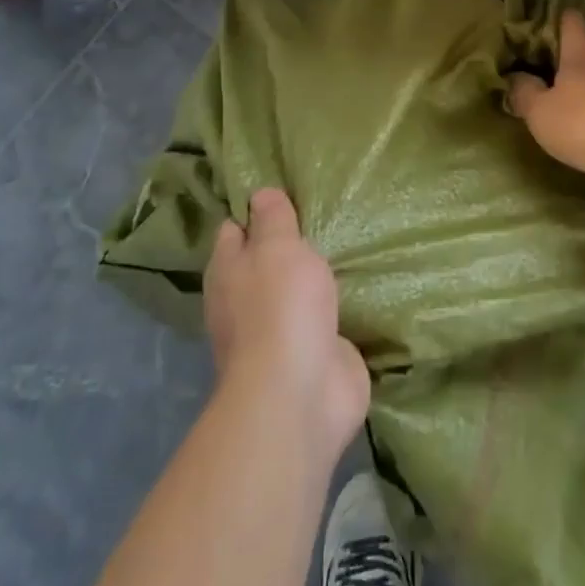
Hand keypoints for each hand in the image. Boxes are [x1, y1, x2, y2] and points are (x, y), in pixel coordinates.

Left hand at [204, 188, 369, 459]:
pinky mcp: (311, 355)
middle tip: (321, 215)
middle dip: (286, 246)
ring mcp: (278, 334)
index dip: (253, 212)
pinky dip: (335, 309)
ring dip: (312, 279)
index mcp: (228, 273)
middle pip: (263, 264)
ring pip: (293, 294)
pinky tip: (356, 290)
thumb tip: (260, 194)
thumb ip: (273, 219)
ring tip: (343, 247)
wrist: (302, 392)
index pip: (234, 231)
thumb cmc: (281, 307)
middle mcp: (245, 303)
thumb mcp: (278, 247)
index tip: (281, 193)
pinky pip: (323, 321)